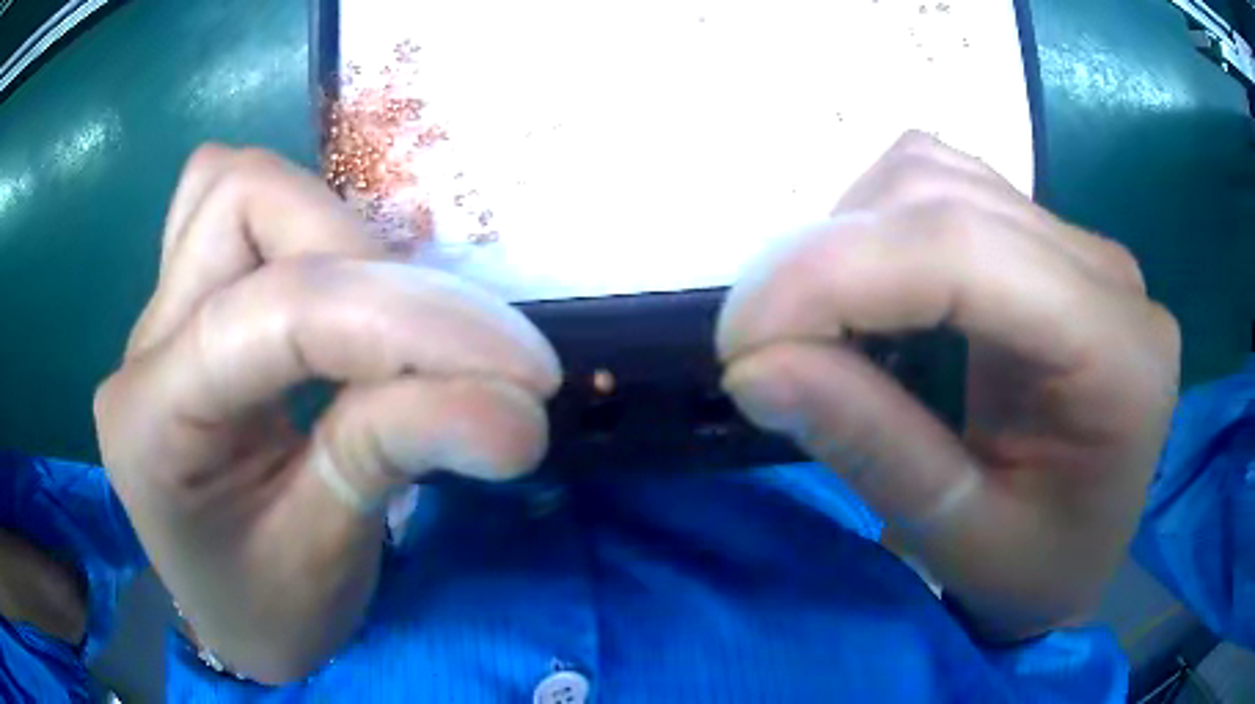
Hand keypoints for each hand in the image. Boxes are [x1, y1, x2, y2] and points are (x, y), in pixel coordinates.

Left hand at [95, 146, 559, 681]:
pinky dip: (297, 224)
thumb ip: (397, 455)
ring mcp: (159, 313)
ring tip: (386, 319)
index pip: (274, 316)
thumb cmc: (268, 611)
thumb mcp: (329, 557)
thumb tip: (519, 408)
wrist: (227, 615)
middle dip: (361, 257)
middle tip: (438, 347)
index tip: (523, 374)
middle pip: (243, 201)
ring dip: (330, 230)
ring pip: (234, 184)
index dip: (407, 324)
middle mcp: (144, 344)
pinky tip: (334, 290)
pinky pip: (229, 207)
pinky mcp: (187, 304)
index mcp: (152, 424)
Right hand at [717, 132, 1179, 640]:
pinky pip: (944, 185)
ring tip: (819, 323)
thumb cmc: (1035, 572)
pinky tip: (870, 291)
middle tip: (758, 346)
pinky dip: (876, 224)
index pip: (968, 253)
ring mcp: (1078, 246)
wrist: (1080, 550)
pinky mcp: (1044, 241)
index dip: (835, 274)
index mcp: (1119, 356)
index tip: (738, 341)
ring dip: (850, 234)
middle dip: (828, 257)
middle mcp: (1107, 275)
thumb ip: (870, 447)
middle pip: (945, 196)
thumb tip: (753, 368)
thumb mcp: (957, 538)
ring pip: (935, 174)